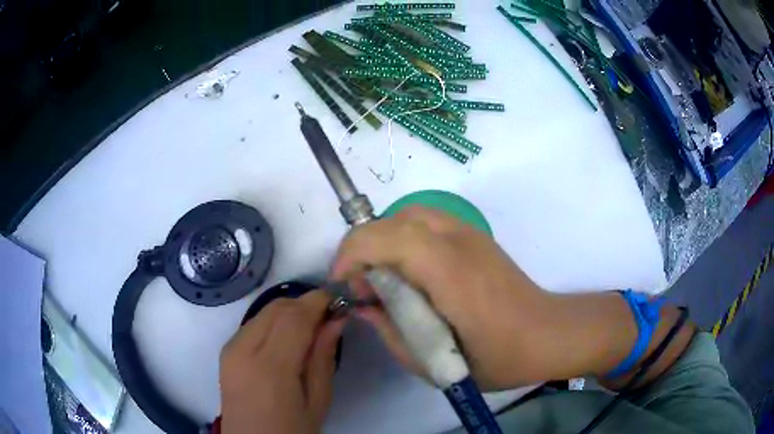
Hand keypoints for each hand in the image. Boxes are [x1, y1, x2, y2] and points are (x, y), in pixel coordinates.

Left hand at [219, 291, 344, 433]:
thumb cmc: (291, 431)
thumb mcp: (317, 402)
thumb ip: (323, 358)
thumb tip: (336, 320)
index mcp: (270, 369)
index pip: (294, 317)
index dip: (317, 301)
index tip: (338, 300)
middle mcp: (243, 350)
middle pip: (276, 308)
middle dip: (304, 303)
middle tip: (327, 317)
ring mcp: (230, 349)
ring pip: (263, 311)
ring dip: (289, 311)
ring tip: (310, 330)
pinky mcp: (225, 351)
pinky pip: (253, 323)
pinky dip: (274, 322)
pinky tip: (287, 340)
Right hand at [330, 207, 557, 389]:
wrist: (547, 334)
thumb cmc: (498, 358)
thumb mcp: (436, 365)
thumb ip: (392, 333)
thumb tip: (363, 306)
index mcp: (451, 274)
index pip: (389, 238)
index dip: (353, 254)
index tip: (343, 287)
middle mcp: (459, 242)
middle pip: (395, 221)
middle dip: (362, 248)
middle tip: (361, 288)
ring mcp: (470, 233)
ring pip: (409, 216)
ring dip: (383, 241)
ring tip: (381, 279)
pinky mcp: (475, 236)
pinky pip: (426, 222)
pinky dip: (403, 239)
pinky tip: (408, 272)